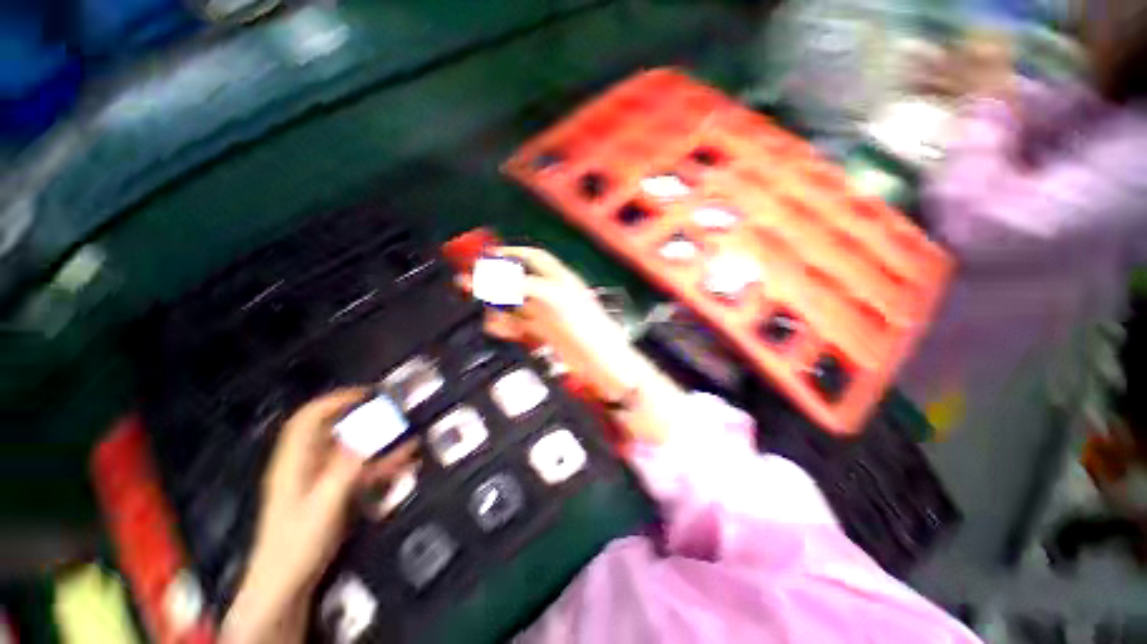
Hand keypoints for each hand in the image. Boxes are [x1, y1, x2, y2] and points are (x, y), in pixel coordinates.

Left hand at [222, 389, 418, 643]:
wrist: (289, 582)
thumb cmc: (299, 540)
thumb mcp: (324, 502)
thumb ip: (348, 466)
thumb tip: (371, 432)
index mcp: (296, 460)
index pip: (311, 417)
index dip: (336, 400)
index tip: (368, 393)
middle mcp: (309, 463)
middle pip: (336, 429)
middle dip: (365, 415)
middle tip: (395, 409)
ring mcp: (324, 478)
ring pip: (354, 449)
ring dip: (380, 439)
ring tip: (408, 432)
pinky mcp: (336, 492)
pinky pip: (362, 468)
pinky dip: (383, 461)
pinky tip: (406, 459)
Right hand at [468, 247, 681, 443]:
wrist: (602, 363)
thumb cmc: (586, 327)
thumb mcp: (555, 300)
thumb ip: (526, 286)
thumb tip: (497, 279)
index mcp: (561, 279)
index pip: (535, 259)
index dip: (513, 254)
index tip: (489, 256)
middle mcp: (554, 293)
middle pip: (521, 281)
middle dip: (497, 282)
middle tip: (471, 284)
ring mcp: (549, 314)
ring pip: (518, 304)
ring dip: (499, 306)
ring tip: (485, 312)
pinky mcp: (546, 333)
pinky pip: (521, 324)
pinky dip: (507, 324)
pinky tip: (497, 327)